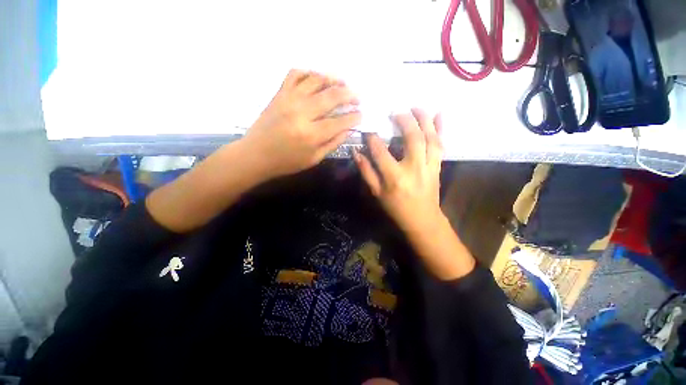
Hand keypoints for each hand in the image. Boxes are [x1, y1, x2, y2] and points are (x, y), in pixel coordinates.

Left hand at [243, 69, 361, 178]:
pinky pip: (295, 73)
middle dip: (350, 95)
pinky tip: (317, 79)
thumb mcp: (314, 159)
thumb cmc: (287, 162)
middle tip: (357, 98)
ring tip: (343, 84)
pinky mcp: (279, 93)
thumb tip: (349, 129)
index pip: (341, 121)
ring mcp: (289, 99)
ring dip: (334, 79)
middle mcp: (302, 113)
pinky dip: (309, 72)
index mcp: (312, 135)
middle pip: (332, 96)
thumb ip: (333, 143)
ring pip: (316, 79)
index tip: (361, 115)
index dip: (354, 117)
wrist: (256, 155)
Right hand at [354, 109, 474, 279]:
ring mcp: (429, 166)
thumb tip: (356, 152)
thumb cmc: (396, 207)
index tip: (368, 131)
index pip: (381, 151)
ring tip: (416, 107)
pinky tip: (440, 114)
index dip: (373, 138)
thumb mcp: (377, 192)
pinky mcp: (437, 166)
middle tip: (396, 111)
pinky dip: (441, 128)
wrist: (422, 219)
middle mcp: (414, 168)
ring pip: (429, 138)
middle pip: (412, 138)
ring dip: (423, 119)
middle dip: (404, 120)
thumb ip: (366, 171)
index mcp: (394, 177)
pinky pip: (441, 145)